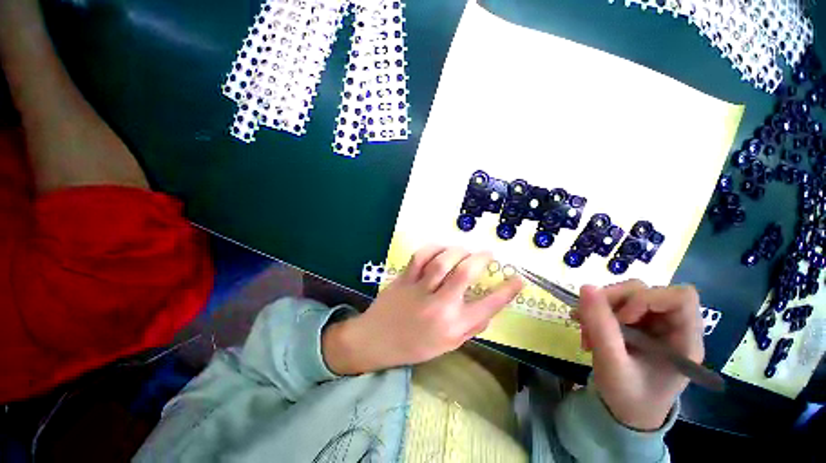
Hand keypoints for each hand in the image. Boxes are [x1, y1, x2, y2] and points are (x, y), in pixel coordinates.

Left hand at [322, 246, 522, 374]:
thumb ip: (470, 327)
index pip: (488, 306)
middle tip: (487, 254)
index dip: (507, 291)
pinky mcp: (404, 279)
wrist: (376, 341)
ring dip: (458, 251)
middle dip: (481, 259)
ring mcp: (419, 290)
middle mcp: (439, 306)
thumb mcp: (447, 345)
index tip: (518, 279)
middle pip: (465, 273)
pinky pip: (420, 257)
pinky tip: (441, 249)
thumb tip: (488, 309)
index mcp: (453, 326)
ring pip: (443, 260)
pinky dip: (434, 248)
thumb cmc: (414, 346)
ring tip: (465, 251)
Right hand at [575, 281, 703, 430]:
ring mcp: (654, 324)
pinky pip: (615, 304)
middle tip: (590, 320)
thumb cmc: (628, 397)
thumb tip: (586, 286)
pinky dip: (596, 312)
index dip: (648, 299)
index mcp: (685, 340)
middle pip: (647, 291)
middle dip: (613, 302)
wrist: (624, 413)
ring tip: (586, 331)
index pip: (680, 297)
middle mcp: (673, 326)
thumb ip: (600, 326)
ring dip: (600, 308)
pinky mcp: (637, 323)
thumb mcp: (612, 364)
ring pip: (627, 294)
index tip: (622, 318)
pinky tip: (587, 330)